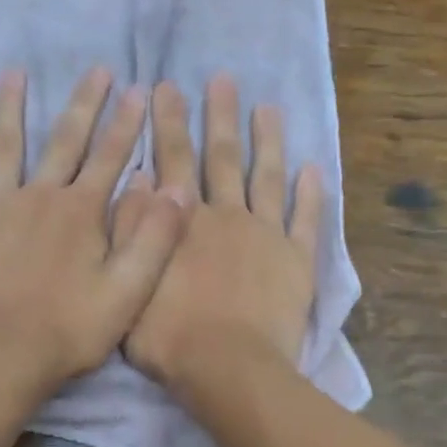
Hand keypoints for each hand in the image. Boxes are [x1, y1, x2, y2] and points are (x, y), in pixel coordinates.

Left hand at [0, 67, 186, 396]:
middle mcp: (40, 196)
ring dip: (11, 109)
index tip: (139, 89)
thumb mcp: (129, 290)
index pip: (111, 158)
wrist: (3, 355)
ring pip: (6, 147)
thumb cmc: (70, 329)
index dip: (127, 124)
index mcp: (82, 212)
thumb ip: (155, 237)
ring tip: (14, 73)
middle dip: (85, 104)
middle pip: (65, 141)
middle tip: (97, 68)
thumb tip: (178, 186)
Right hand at [119, 75, 321, 392]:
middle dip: (219, 116)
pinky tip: (313, 168)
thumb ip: (135, 230)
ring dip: (268, 141)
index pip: (174, 160)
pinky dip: (311, 194)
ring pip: (267, 177)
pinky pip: (306, 220)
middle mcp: (226, 216)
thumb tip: (137, 180)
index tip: (166, 88)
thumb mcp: (132, 282)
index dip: (169, 123)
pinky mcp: (296, 260)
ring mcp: (265, 235)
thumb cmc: (170, 336)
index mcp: (185, 221)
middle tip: (222, 78)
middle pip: (222, 157)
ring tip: (269, 108)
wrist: (228, 368)